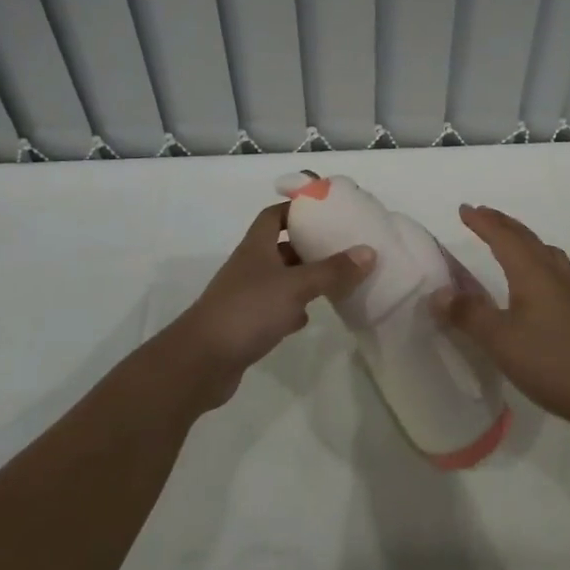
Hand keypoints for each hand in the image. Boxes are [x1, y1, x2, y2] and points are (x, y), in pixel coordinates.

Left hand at [163, 202, 374, 409]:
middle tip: (340, 246)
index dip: (297, 208)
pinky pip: (274, 309)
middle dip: (308, 245)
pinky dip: (292, 309)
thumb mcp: (296, 286)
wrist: (201, 362)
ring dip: (303, 279)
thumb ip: (332, 270)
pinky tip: (309, 317)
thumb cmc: (248, 311)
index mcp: (257, 246)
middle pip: (281, 247)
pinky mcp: (246, 325)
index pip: (275, 215)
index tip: (325, 209)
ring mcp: (246, 296)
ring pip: (280, 279)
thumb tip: (369, 252)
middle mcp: (250, 266)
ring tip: (335, 280)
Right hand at [429, 204, 569, 429]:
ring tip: (508, 238)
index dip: (483, 222)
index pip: (503, 237)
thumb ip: (469, 315)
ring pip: (542, 250)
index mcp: (532, 273)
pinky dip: (535, 257)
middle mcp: (552, 274)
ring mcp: (569, 291)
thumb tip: (438, 292)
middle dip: (501, 223)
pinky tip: (536, 277)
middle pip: (525, 238)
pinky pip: (552, 266)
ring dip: (521, 238)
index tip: (463, 209)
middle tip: (481, 214)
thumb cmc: (552, 361)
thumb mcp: (501, 340)